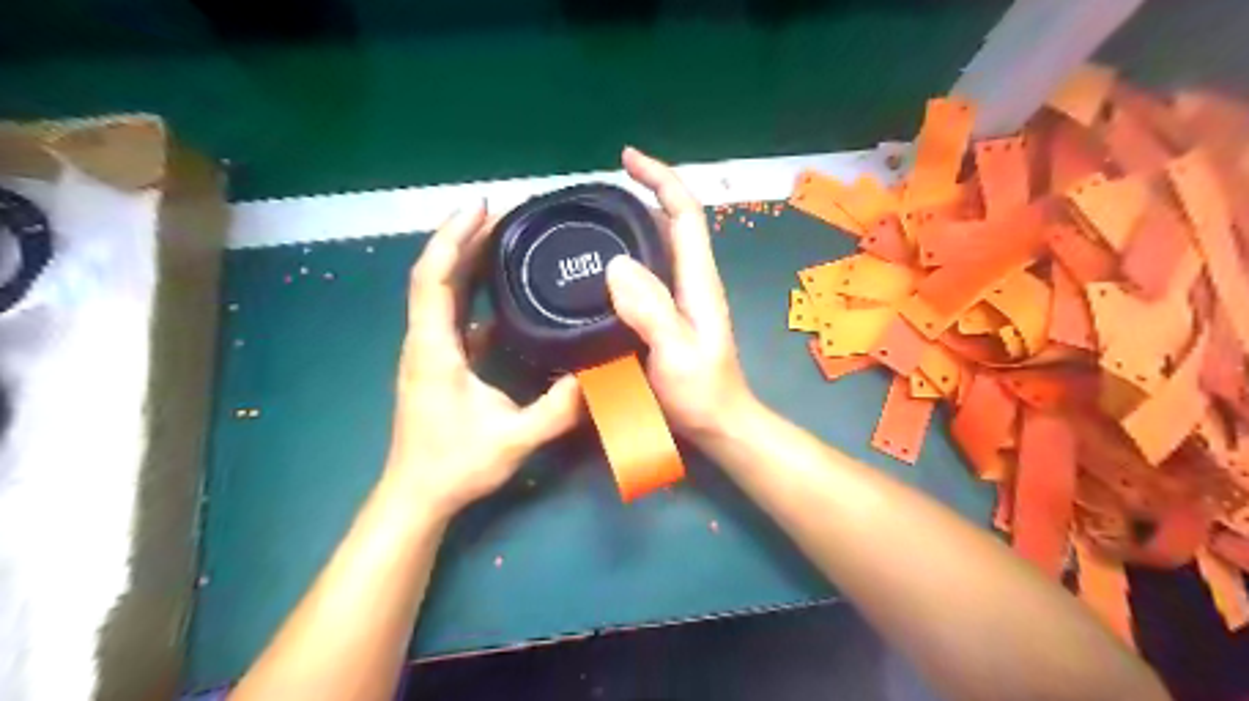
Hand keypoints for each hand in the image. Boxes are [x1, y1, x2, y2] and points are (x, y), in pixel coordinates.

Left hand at [388, 199, 583, 517]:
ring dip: (465, 261)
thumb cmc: (455, 465)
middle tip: (501, 214)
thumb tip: (597, 376)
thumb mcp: (514, 439)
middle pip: (435, 275)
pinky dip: (471, 292)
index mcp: (434, 349)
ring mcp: (428, 350)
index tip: (480, 208)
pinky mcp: (437, 362)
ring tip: (500, 239)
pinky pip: (451, 314)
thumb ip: (558, 409)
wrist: (417, 494)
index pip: (433, 279)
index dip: (452, 238)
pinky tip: (500, 292)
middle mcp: (425, 340)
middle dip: (462, 238)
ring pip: (440, 292)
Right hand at [602, 147, 748, 444]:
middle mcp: (691, 280)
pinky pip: (647, 274)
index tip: (627, 159)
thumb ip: (651, 310)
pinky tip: (600, 268)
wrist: (719, 425)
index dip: (660, 179)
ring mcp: (681, 298)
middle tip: (598, 192)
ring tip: (593, 220)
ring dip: (632, 224)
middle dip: (642, 193)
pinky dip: (626, 257)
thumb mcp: (676, 352)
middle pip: (672, 221)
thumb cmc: (702, 393)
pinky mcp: (669, 315)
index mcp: (698, 280)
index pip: (684, 213)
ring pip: (659, 246)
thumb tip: (617, 263)